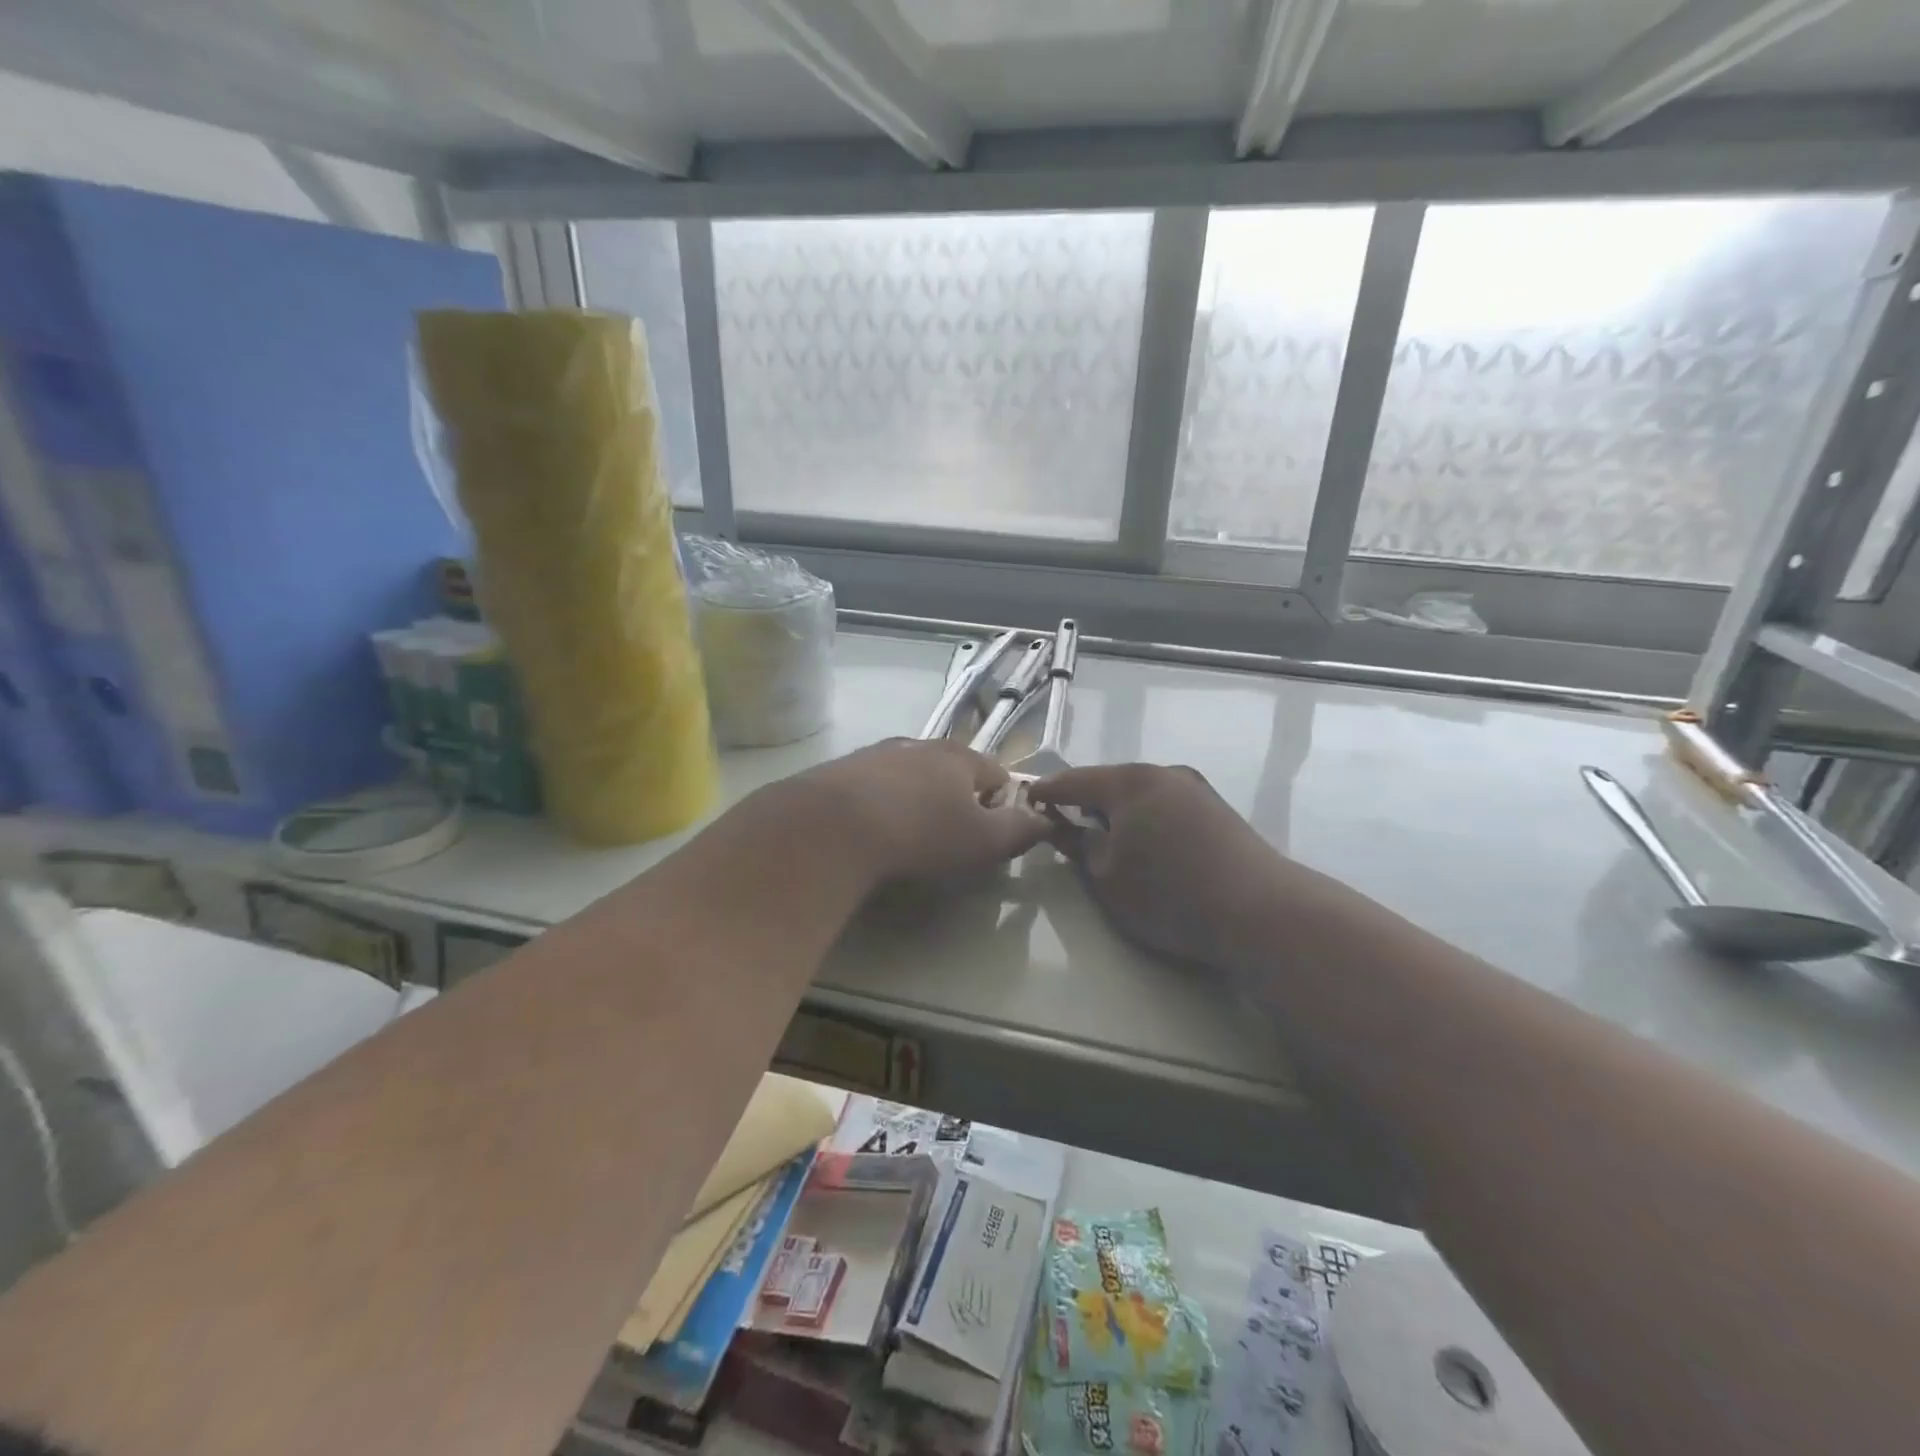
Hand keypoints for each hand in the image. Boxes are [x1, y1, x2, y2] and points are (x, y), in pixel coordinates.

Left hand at [798, 739, 1050, 882]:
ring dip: (914, 800)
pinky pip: (872, 786)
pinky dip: (878, 804)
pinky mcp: (840, 770)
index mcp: (959, 757)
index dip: (1000, 805)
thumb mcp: (982, 840)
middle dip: (954, 800)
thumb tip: (1046, 820)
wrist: (832, 826)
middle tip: (946, 838)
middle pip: (950, 771)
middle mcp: (919, 745)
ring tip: (905, 836)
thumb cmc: (920, 832)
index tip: (988, 837)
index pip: (996, 774)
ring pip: (909, 776)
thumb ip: (1018, 829)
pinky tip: (869, 831)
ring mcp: (876, 754)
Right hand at [1030, 763, 1287, 967]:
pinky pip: (1165, 805)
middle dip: (1084, 801)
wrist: (1261, 912)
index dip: (1046, 792)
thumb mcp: (1107, 878)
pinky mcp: (1217, 809)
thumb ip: (1078, 847)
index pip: (1073, 780)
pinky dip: (1146, 818)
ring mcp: (1195, 788)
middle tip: (1062, 823)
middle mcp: (1163, 773)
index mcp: (1129, 782)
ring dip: (1118, 811)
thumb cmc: (1169, 895)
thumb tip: (1061, 826)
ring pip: (1140, 793)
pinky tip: (1146, 844)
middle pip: (1109, 782)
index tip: (1025, 801)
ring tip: (1104, 836)